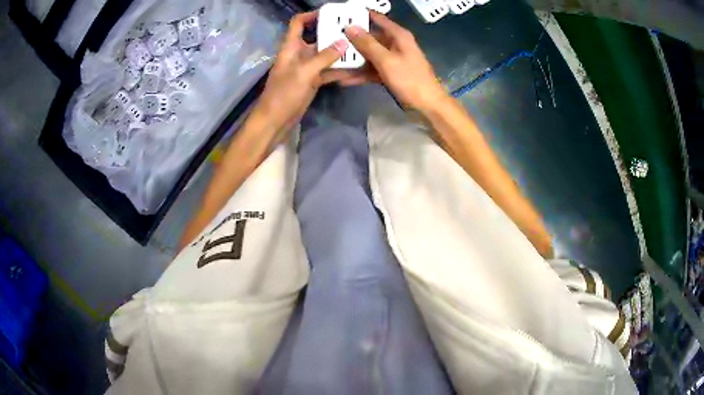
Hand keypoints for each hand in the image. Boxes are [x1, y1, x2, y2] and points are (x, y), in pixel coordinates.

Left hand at [253, 11, 348, 134]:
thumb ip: (324, 57)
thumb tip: (344, 42)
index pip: (298, 23)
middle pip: (316, 37)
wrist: (275, 121)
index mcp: (291, 47)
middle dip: (333, 32)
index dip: (311, 15)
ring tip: (360, 46)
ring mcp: (307, 68)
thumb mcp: (304, 73)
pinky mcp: (312, 81)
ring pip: (325, 54)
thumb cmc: (283, 94)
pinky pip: (328, 70)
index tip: (331, 13)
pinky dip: (340, 69)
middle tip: (355, 30)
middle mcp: (299, 54)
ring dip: (340, 52)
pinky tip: (356, 67)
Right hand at [339, 11, 448, 112]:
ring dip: (353, 60)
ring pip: (368, 55)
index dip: (360, 15)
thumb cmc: (410, 80)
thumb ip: (367, 44)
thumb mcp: (386, 60)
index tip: (341, 15)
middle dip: (351, 40)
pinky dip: (360, 74)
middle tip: (329, 40)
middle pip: (370, 37)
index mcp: (398, 36)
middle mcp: (395, 44)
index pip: (377, 18)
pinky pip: (372, 69)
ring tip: (332, 62)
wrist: (427, 106)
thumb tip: (349, 27)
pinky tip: (344, 79)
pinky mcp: (390, 73)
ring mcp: (392, 59)